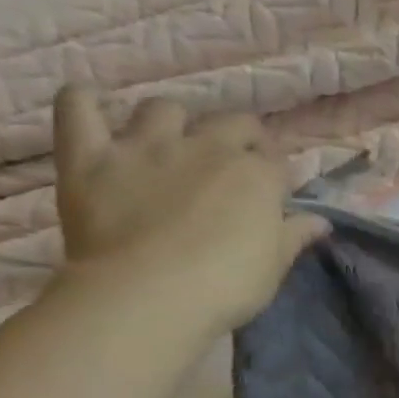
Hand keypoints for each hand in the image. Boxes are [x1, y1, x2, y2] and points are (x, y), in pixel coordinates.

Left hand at [51, 86, 326, 337]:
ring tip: (167, 141)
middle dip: (239, 136)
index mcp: (258, 174)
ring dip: (170, 120)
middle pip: (233, 123)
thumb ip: (295, 235)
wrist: (148, 296)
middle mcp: (208, 147)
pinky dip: (81, 101)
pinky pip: (77, 108)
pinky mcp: (91, 156)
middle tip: (231, 162)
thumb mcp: (274, 265)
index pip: (276, 160)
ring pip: (163, 109)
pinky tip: (87, 103)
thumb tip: (321, 221)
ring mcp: (147, 147)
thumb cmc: (226, 286)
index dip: (275, 174)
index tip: (271, 193)